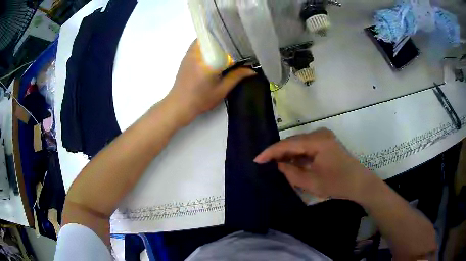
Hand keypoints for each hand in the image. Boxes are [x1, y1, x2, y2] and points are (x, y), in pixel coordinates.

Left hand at [165, 40, 255, 124]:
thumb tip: (253, 70)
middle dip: (225, 37)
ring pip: (205, 38)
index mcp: (208, 60)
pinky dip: (208, 43)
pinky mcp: (186, 56)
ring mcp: (190, 53)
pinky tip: (215, 50)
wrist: (179, 104)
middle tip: (238, 41)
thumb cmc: (201, 99)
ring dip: (216, 39)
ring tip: (228, 44)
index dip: (235, 40)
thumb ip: (237, 76)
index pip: (224, 43)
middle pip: (213, 36)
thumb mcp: (222, 90)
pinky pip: (199, 43)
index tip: (245, 41)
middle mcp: (198, 52)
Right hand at [254, 128, 377, 201]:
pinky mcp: (325, 143)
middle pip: (293, 141)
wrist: (359, 184)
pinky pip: (307, 147)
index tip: (256, 160)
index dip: (271, 152)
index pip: (288, 144)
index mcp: (317, 140)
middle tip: (263, 163)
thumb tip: (278, 165)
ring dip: (288, 154)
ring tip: (273, 164)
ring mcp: (323, 137)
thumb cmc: (337, 184)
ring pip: (299, 144)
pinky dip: (298, 155)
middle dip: (278, 152)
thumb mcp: (311, 182)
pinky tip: (289, 163)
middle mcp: (319, 133)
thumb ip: (291, 172)